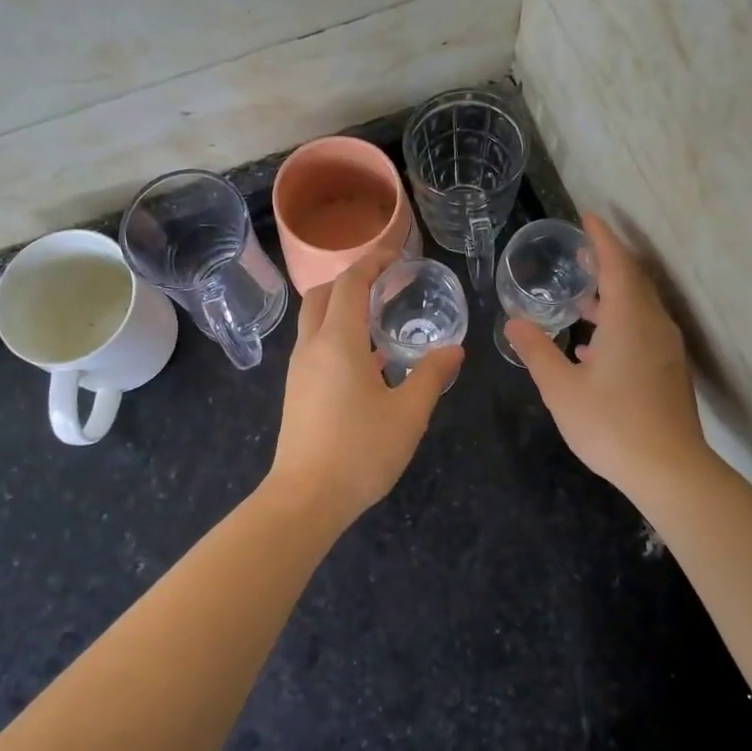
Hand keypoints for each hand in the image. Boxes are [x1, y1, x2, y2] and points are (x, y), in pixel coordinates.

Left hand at [267, 248, 463, 525]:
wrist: (306, 499)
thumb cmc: (360, 451)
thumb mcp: (409, 413)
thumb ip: (432, 375)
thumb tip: (454, 349)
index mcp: (338, 341)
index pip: (350, 283)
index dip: (372, 261)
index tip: (395, 252)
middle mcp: (312, 347)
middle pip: (322, 294)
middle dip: (350, 279)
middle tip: (385, 280)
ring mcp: (299, 370)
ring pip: (314, 321)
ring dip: (341, 307)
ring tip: (379, 315)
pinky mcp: (297, 391)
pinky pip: (315, 346)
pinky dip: (337, 334)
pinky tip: (368, 360)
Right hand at [502, 214, 707, 499]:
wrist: (670, 470)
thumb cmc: (611, 425)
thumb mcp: (561, 388)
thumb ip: (537, 350)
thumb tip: (514, 322)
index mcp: (630, 319)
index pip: (617, 263)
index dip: (601, 238)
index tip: (586, 217)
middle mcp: (654, 324)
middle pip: (633, 280)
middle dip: (607, 262)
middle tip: (579, 254)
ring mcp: (666, 348)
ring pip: (640, 307)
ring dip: (612, 296)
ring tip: (580, 298)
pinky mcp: (670, 370)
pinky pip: (644, 330)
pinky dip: (620, 323)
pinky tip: (593, 346)